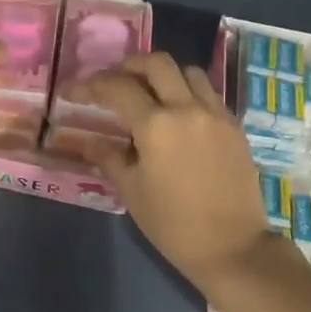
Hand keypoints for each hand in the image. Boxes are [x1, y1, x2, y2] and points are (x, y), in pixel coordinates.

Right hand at [79, 53, 273, 290]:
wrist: (233, 248)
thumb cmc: (174, 225)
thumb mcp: (132, 191)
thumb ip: (108, 157)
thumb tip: (87, 140)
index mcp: (156, 126)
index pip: (117, 87)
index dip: (92, 84)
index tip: (76, 91)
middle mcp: (187, 109)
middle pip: (157, 63)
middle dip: (130, 65)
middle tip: (115, 79)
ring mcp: (215, 114)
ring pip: (189, 72)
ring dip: (165, 75)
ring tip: (151, 92)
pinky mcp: (234, 126)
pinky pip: (209, 94)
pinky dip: (189, 92)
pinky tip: (180, 115)